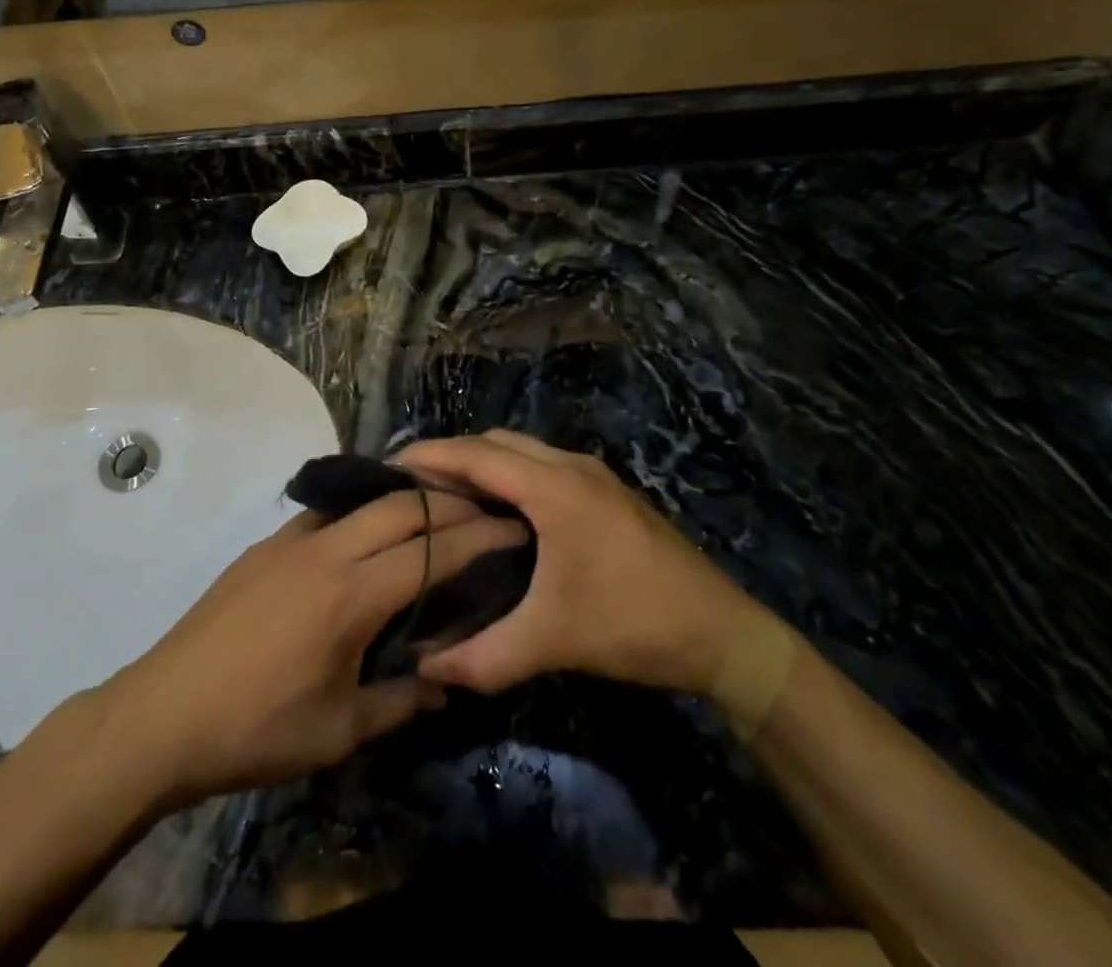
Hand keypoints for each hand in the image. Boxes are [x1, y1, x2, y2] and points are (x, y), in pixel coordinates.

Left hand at [103, 489, 527, 803]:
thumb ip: (400, 702)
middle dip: (448, 504)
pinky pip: (326, 516)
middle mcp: (325, 551)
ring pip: (361, 502)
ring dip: (403, 500)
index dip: (477, 537)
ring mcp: (290, 541)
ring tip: (433, 514)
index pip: (430, 550)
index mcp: (351, 594)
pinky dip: (360, 514)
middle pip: (401, 506)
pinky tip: (364, 539)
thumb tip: (444, 682)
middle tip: (483, 512)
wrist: (163, 713)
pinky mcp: (265, 546)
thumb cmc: (257, 730)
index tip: (511, 527)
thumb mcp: (338, 731)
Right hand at [393, 431, 770, 695]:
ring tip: (448, 495)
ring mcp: (594, 475)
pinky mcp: (608, 491)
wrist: (723, 632)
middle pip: (496, 442)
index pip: (476, 455)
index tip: (389, 464)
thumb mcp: (552, 641)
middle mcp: (571, 466)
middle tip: (413, 485)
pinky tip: (500, 511)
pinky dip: (511, 473)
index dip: (430, 454)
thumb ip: (484, 656)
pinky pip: (543, 465)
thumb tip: (425, 668)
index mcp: (553, 487)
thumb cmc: (632, 622)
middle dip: (452, 455)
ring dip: (484, 462)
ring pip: (523, 451)